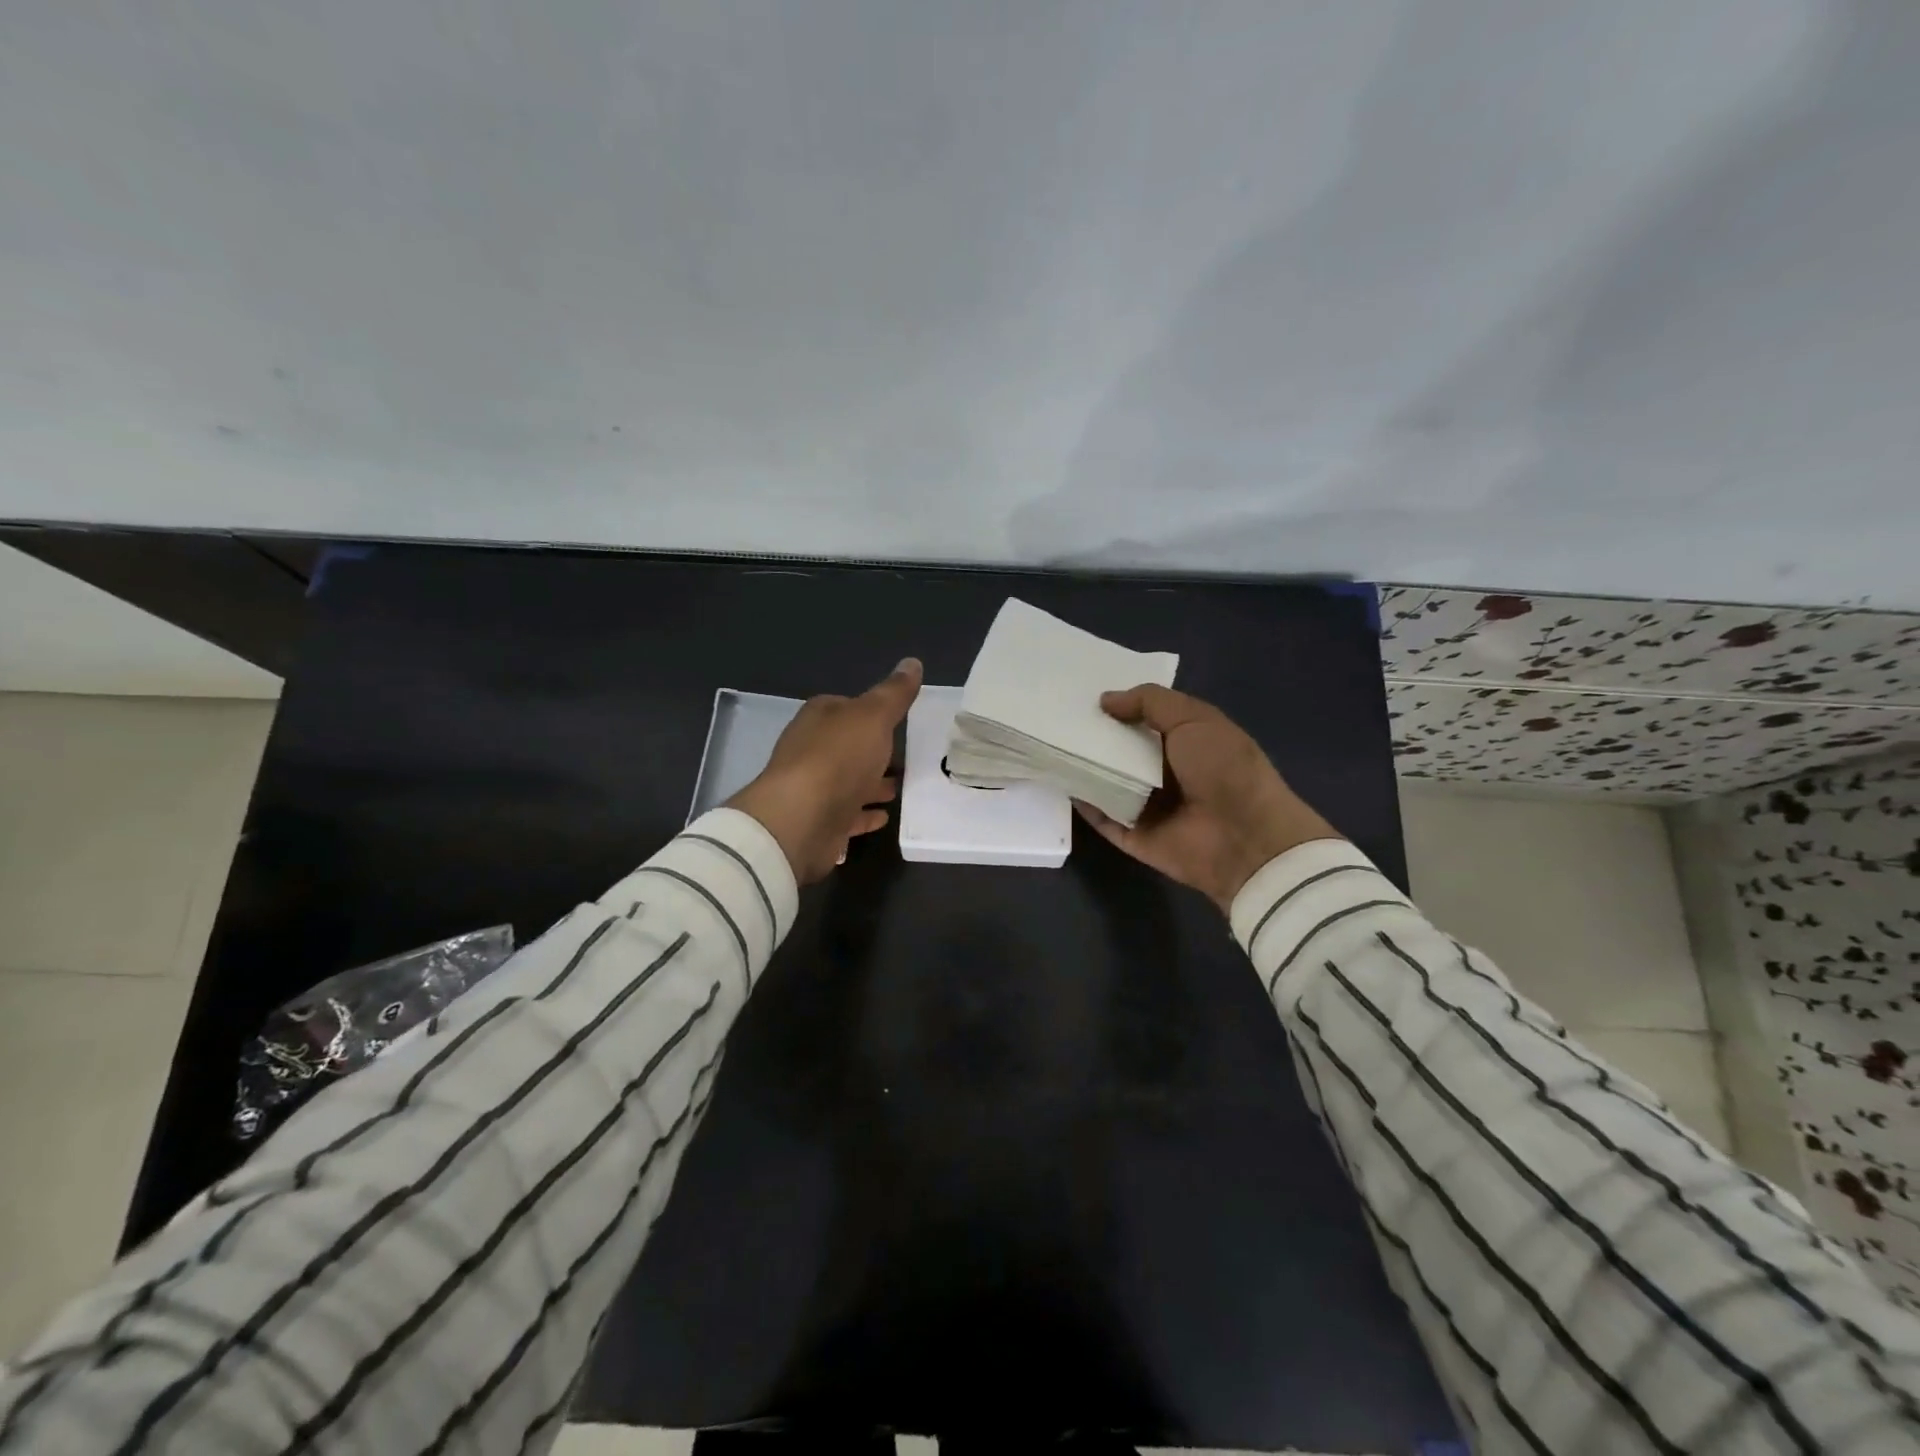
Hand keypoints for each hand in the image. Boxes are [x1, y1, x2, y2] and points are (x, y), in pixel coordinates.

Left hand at [727, 658, 922, 883]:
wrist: (801, 820)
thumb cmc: (838, 758)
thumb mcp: (873, 716)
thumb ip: (893, 693)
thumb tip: (912, 662)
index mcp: (820, 718)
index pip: (846, 707)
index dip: (871, 712)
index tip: (898, 720)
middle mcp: (812, 750)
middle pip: (848, 746)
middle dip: (874, 751)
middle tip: (907, 757)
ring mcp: (814, 788)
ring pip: (849, 781)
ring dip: (872, 783)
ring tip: (902, 788)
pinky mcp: (820, 822)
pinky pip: (848, 814)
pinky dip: (865, 813)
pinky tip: (884, 817)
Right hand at [1076, 685, 1340, 913]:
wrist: (1244, 838)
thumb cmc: (1225, 769)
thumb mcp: (1194, 719)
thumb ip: (1149, 702)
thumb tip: (1105, 700)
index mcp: (1185, 742)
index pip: (1143, 719)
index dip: (1117, 705)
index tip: (1080, 692)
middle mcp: (1164, 772)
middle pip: (1120, 750)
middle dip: (1092, 734)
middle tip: (1054, 715)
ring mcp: (1147, 806)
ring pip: (1106, 782)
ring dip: (1081, 766)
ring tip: (1044, 742)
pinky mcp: (1133, 835)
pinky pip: (1101, 817)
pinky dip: (1081, 803)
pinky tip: (1055, 780)